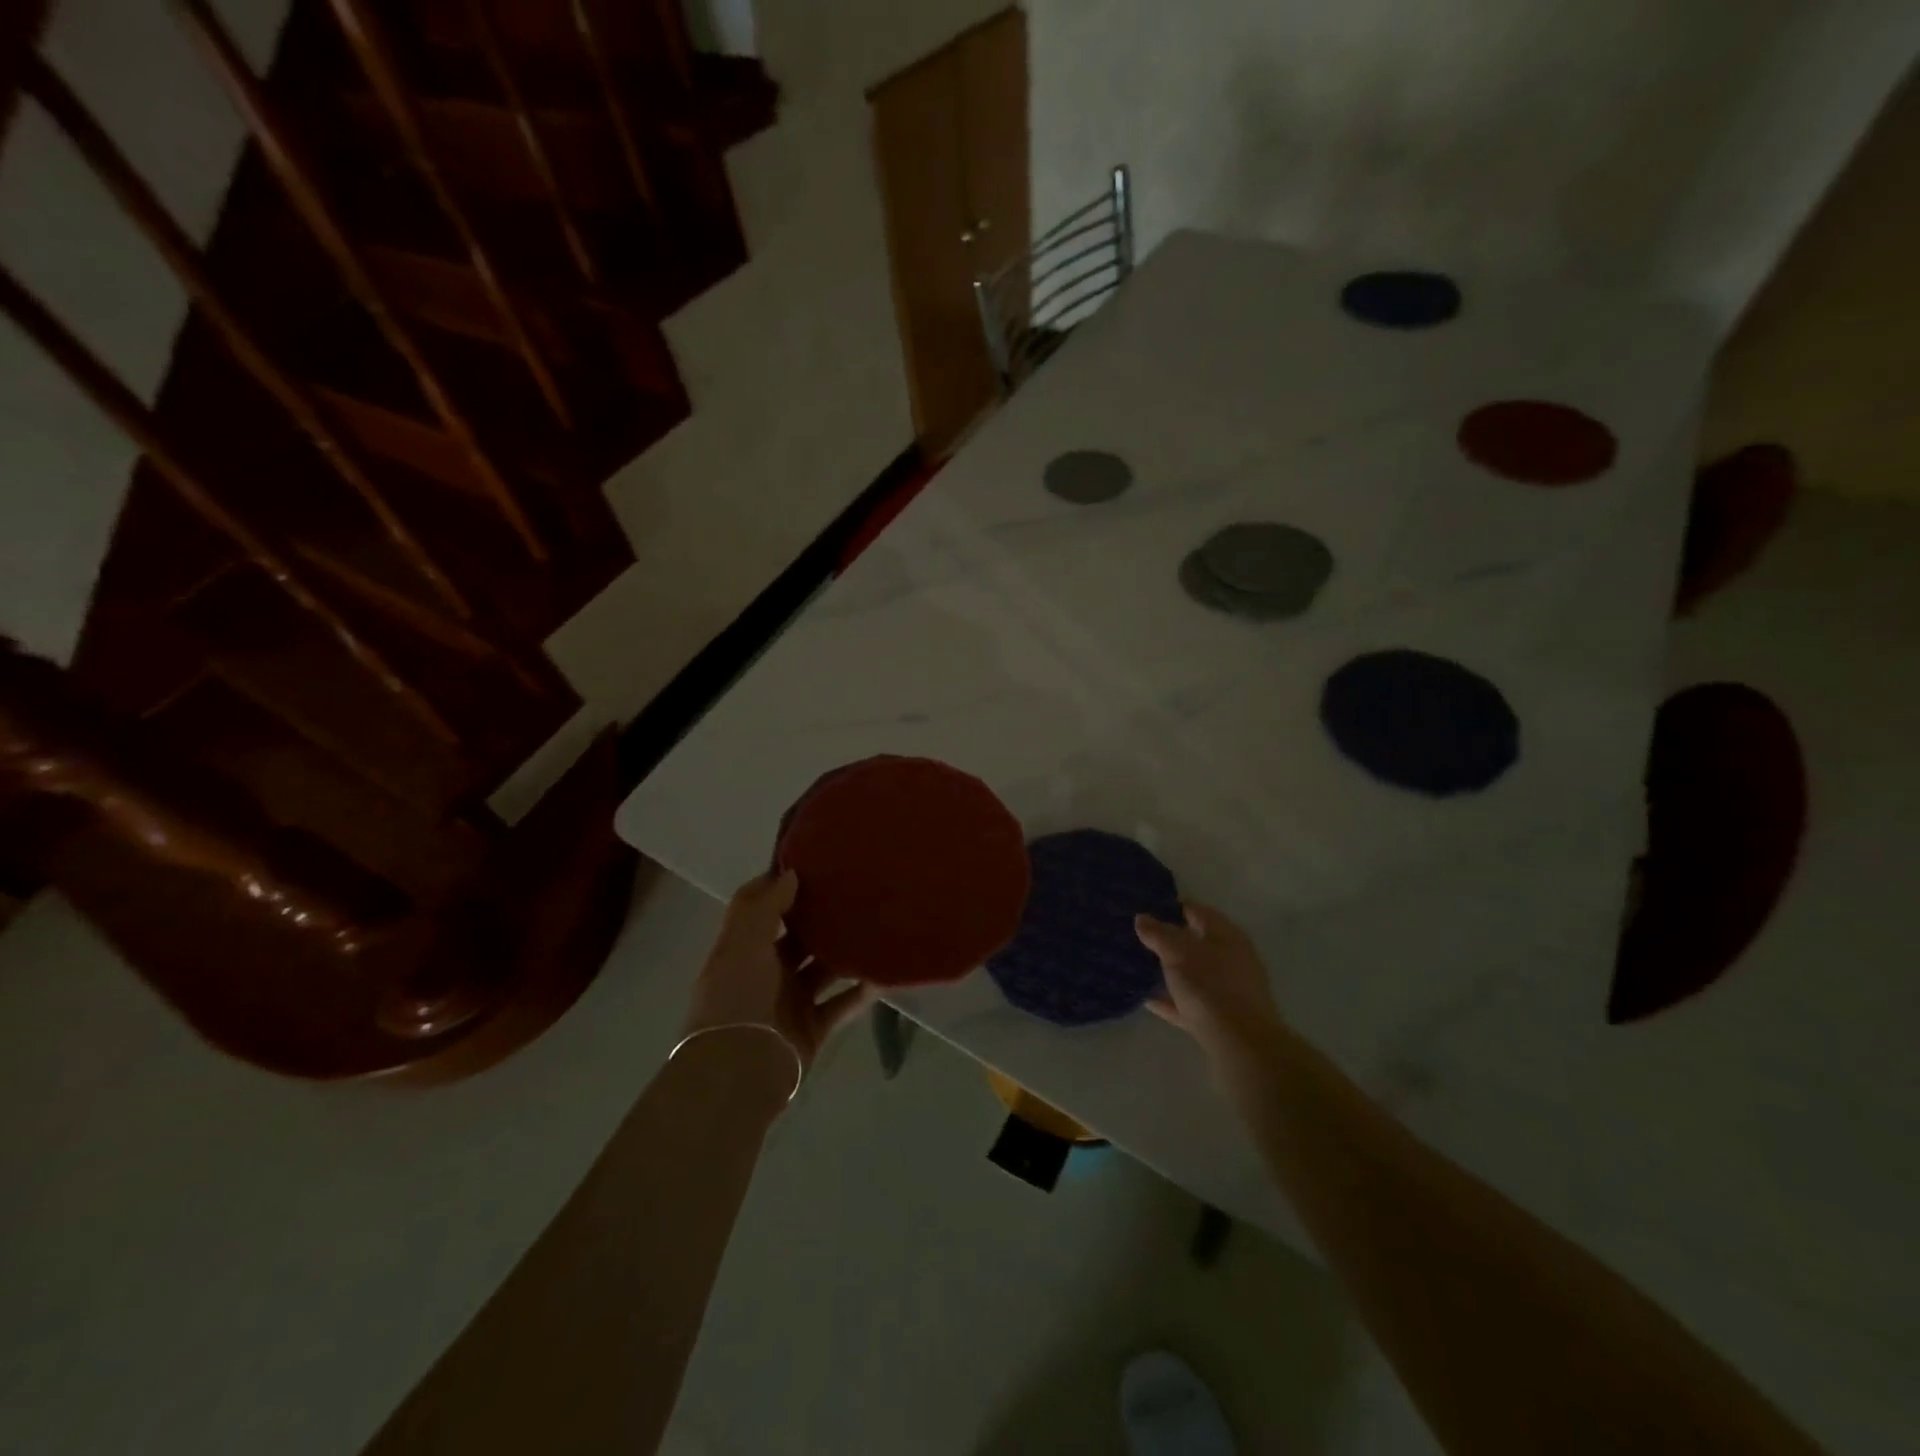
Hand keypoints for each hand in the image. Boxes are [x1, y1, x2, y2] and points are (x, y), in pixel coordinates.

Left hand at [682, 870, 873, 1074]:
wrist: (739, 1070)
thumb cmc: (737, 998)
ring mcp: (791, 1001)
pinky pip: (842, 1004)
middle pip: (797, 938)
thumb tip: (790, 874)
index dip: (780, 886)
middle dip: (821, 918)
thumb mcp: (742, 944)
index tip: (812, 865)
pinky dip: (862, 991)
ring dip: (845, 953)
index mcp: (743, 949)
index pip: (760, 909)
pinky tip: (884, 974)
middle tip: (856, 891)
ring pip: (824, 969)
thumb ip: (765, 907)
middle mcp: (766, 972)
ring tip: (877, 927)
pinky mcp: (812, 1028)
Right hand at [1134, 901, 1285, 1058]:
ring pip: (1195, 974)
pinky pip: (1191, 1003)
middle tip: (1140, 937)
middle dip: (1171, 940)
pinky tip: (1148, 1000)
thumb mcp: (1179, 953)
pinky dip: (1172, 1000)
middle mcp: (1233, 959)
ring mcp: (1229, 991)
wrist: (1242, 1046)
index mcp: (1227, 936)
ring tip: (1141, 967)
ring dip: (1171, 971)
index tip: (1149, 906)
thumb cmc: (1211, 987)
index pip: (1199, 911)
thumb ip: (1159, 934)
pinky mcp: (1222, 1020)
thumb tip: (1142, 917)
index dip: (1174, 905)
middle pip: (1198, 943)